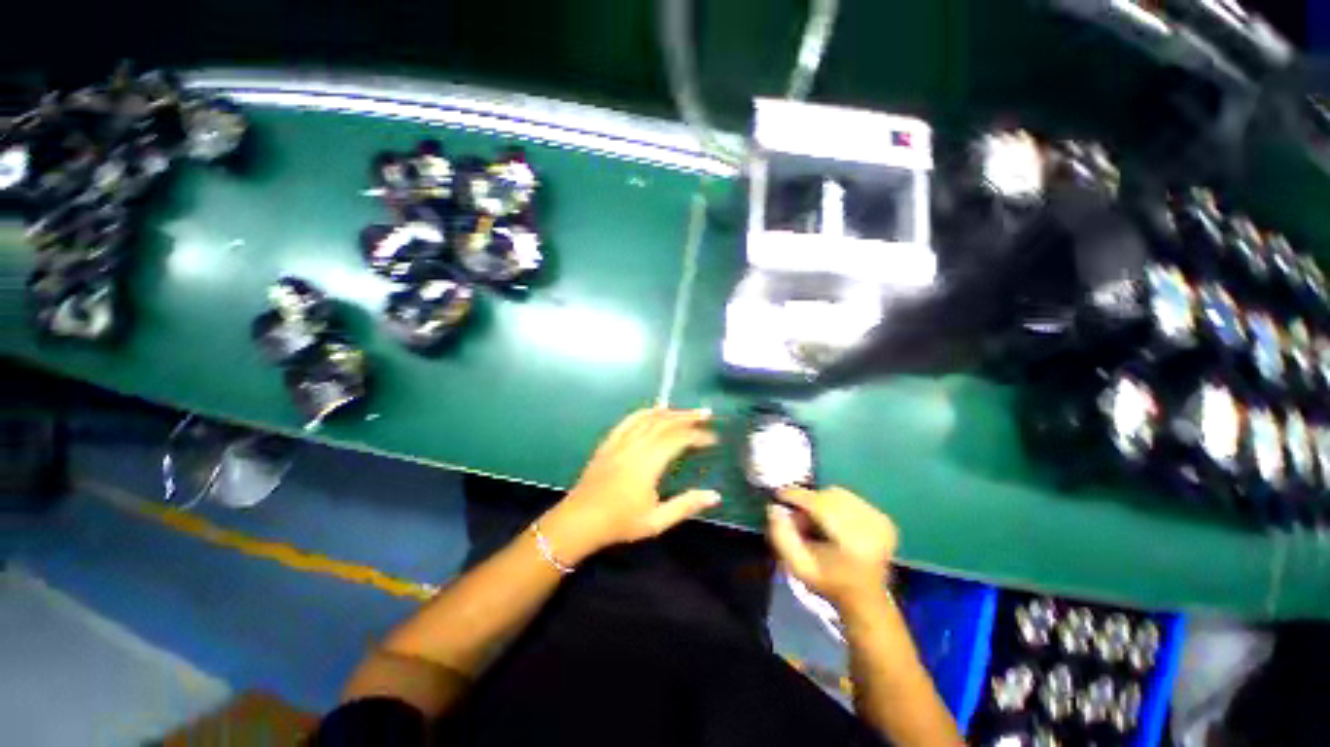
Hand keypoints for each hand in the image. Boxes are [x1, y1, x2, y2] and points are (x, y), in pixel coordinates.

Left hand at [542, 407, 720, 561]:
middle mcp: (635, 446)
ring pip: (648, 418)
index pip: (678, 439)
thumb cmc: (620, 523)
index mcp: (648, 463)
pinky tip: (653, 411)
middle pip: (665, 422)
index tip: (713, 438)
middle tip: (706, 413)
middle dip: (687, 416)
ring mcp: (620, 441)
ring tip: (685, 410)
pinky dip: (644, 412)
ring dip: (669, 411)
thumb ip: (686, 505)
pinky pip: (629, 420)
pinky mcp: (609, 442)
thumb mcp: (656, 521)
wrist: (580, 520)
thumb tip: (715, 496)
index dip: (697, 436)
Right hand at [767, 487, 897, 608]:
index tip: (779, 494)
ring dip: (822, 502)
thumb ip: (781, 535)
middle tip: (798, 515)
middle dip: (809, 500)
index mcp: (852, 542)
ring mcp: (880, 522)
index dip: (797, 496)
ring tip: (816, 520)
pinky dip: (836, 505)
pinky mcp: (884, 519)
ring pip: (839, 494)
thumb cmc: (828, 582)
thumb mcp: (798, 565)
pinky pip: (851, 498)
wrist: (865, 599)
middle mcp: (871, 527)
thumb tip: (774, 506)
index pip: (820, 505)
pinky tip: (833, 522)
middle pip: (829, 496)